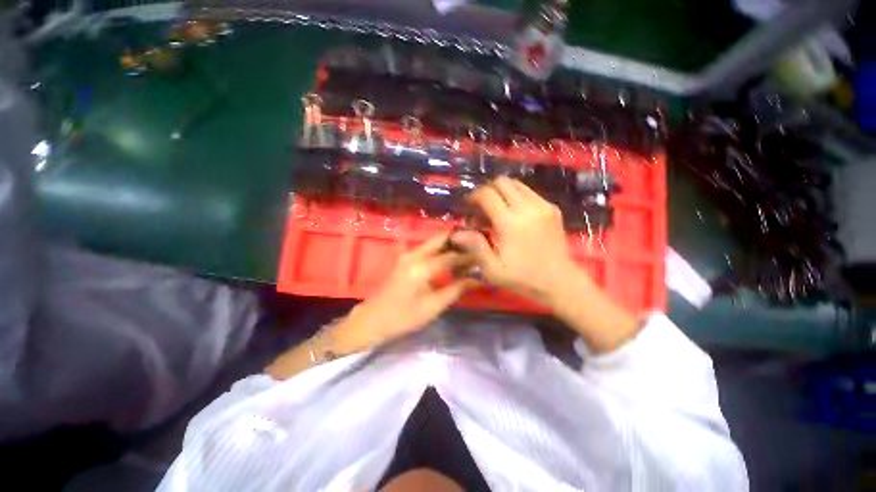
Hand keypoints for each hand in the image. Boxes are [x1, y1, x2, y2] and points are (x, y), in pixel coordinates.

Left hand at [334, 234, 478, 348]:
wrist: (373, 319)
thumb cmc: (403, 317)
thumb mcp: (433, 306)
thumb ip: (456, 289)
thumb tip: (478, 279)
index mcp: (420, 267)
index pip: (451, 256)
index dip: (469, 256)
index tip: (485, 256)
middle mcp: (413, 255)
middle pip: (441, 240)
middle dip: (460, 241)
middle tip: (477, 245)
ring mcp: (407, 254)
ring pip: (434, 243)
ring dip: (451, 245)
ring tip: (469, 251)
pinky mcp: (406, 258)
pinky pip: (428, 249)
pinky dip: (442, 251)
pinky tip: (452, 258)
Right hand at [451, 176, 582, 304]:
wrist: (560, 281)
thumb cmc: (523, 278)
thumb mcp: (493, 269)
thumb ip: (475, 246)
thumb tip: (457, 233)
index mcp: (510, 223)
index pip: (487, 194)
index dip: (474, 196)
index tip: (469, 207)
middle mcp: (527, 207)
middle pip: (502, 182)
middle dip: (487, 190)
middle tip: (481, 207)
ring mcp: (543, 205)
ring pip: (516, 184)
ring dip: (502, 192)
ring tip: (496, 209)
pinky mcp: (552, 208)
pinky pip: (529, 192)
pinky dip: (516, 196)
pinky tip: (514, 214)